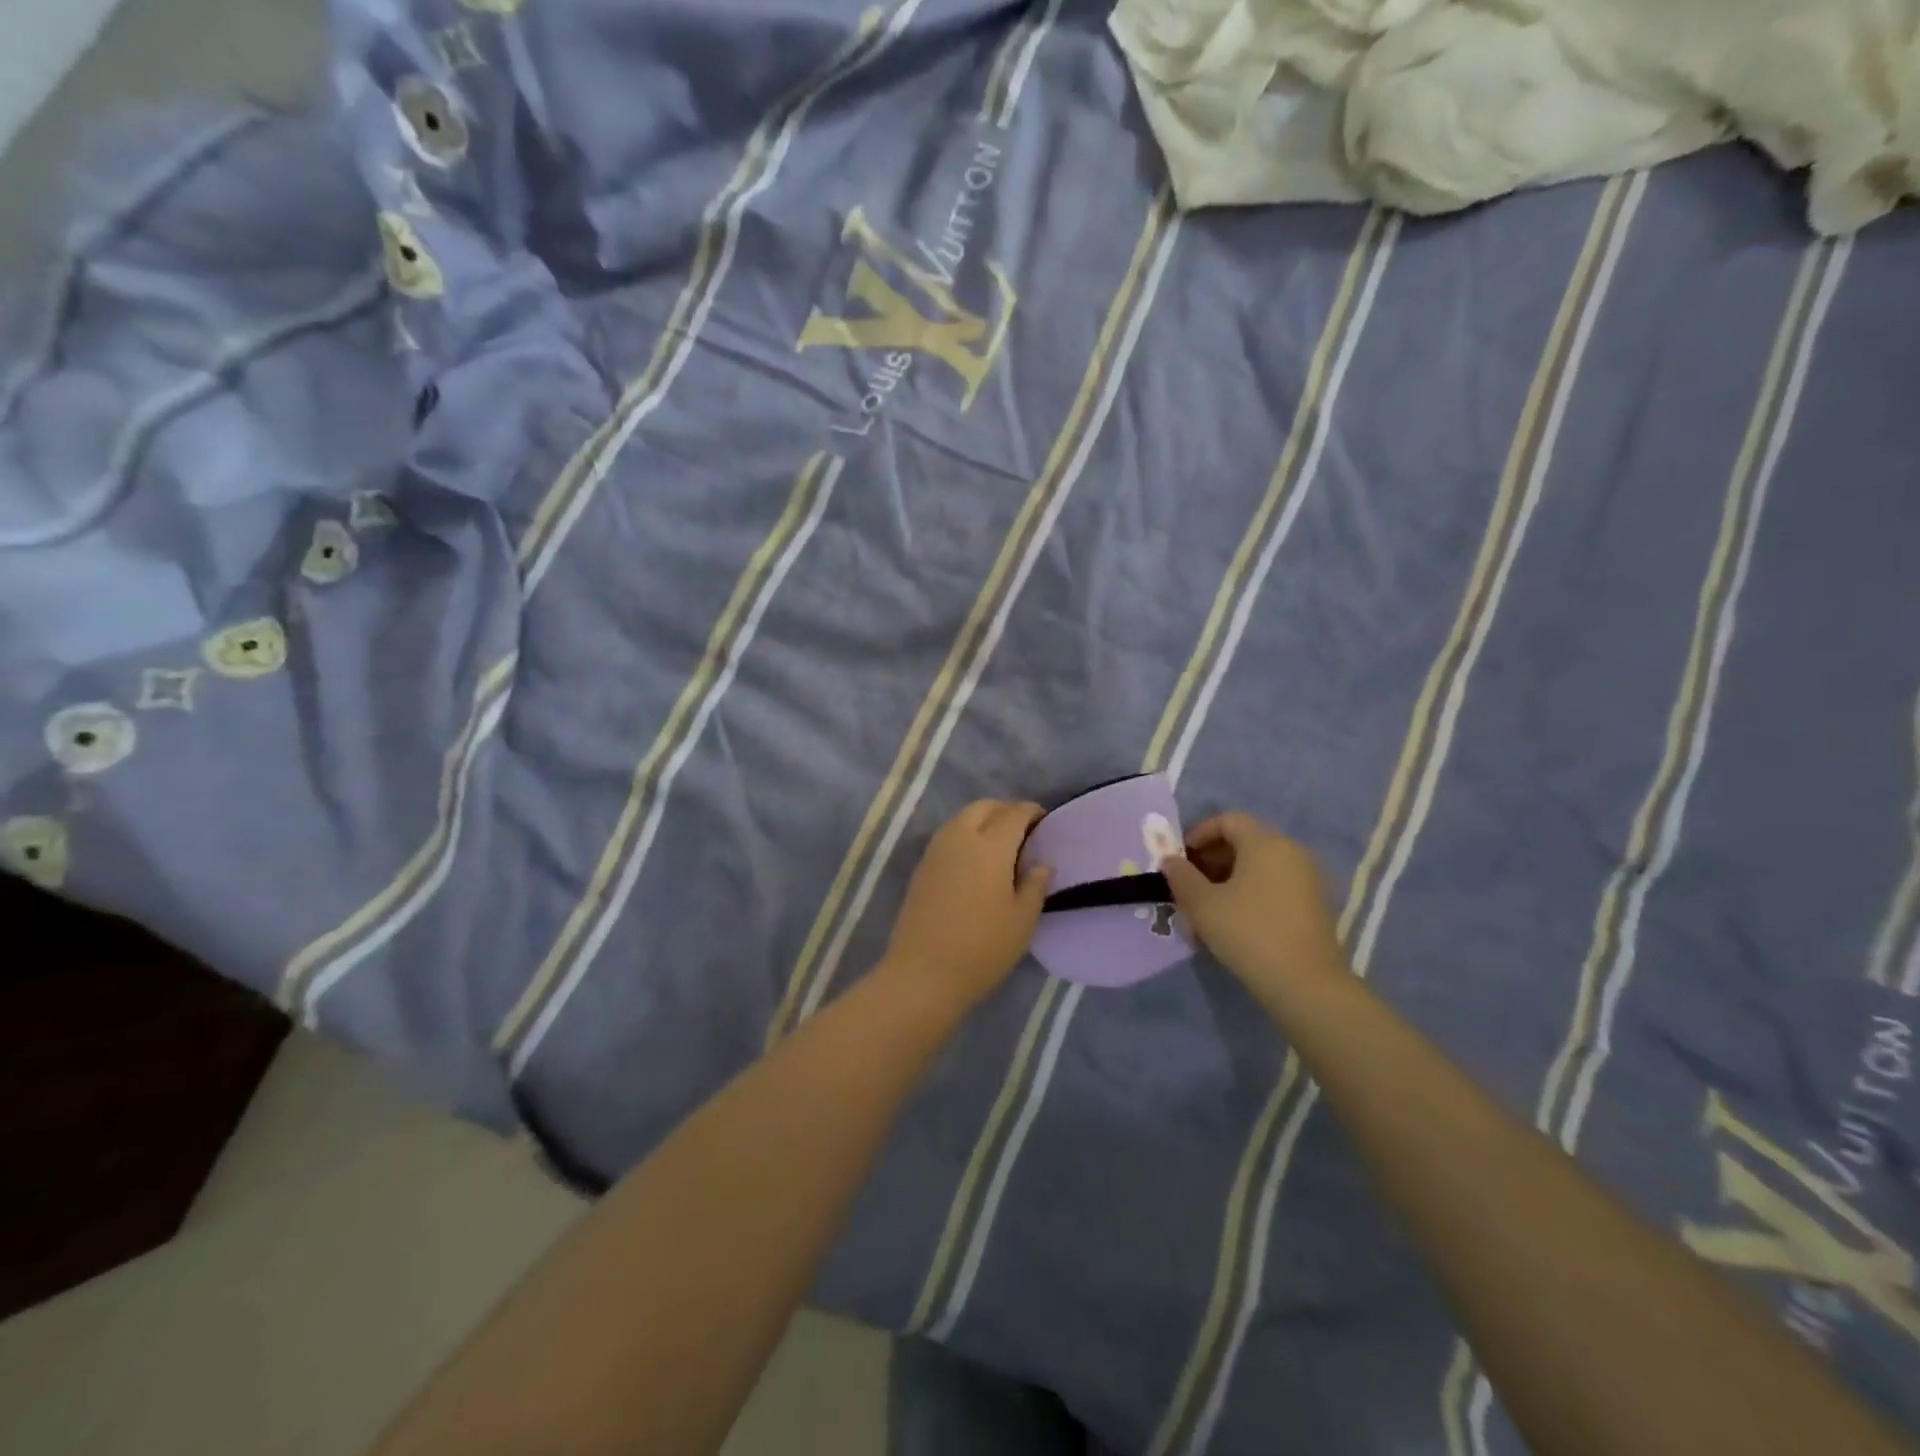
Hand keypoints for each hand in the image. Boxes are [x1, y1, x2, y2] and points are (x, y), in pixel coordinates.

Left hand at [883, 800, 1051, 1008]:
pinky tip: (976, 860)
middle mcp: (960, 837)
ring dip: (983, 820)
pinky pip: (948, 835)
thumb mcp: (1022, 919)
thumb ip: (1035, 885)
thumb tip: (1041, 863)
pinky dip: (966, 835)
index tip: (1044, 821)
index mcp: (990, 845)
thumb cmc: (982, 947)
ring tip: (1001, 844)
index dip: (1032, 812)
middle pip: (985, 807)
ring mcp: (936, 850)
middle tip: (1023, 831)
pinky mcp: (921, 867)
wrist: (923, 973)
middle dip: (1006, 810)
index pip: (1014, 813)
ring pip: (962, 818)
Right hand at [1161, 812, 1348, 991]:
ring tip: (1207, 907)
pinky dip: (1251, 893)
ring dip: (1229, 878)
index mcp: (1266, 842)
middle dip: (1212, 858)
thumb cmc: (1248, 932)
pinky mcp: (1315, 905)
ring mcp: (1308, 879)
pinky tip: (1233, 921)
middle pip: (1245, 841)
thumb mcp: (1202, 904)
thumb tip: (1170, 860)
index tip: (1180, 859)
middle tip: (1188, 884)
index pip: (1228, 820)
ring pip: (1259, 866)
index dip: (1199, 834)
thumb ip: (1181, 876)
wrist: (1305, 984)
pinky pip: (1275, 885)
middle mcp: (1292, 852)